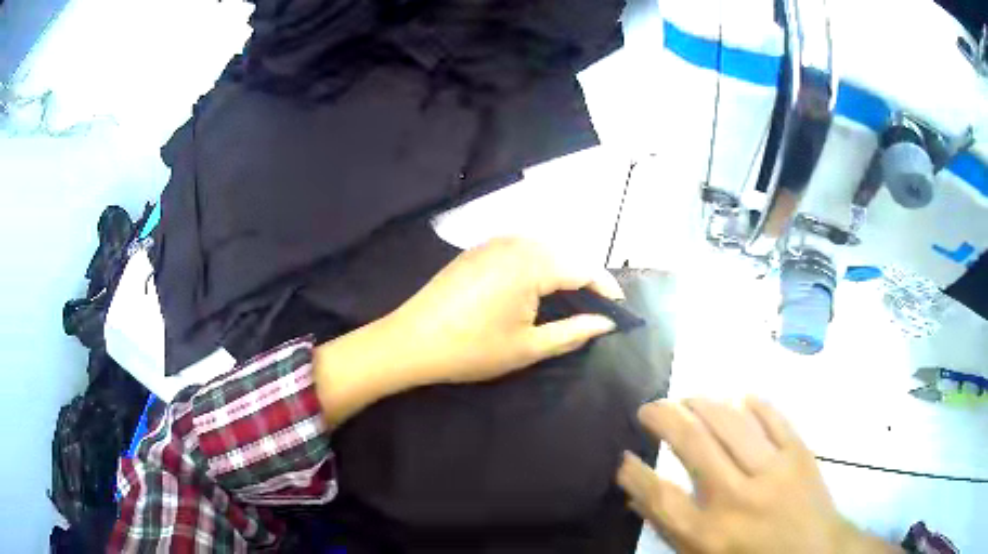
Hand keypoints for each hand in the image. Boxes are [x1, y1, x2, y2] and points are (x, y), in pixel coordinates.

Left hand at [387, 236, 622, 383]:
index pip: (584, 268)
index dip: (606, 288)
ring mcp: (492, 242)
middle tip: (597, 308)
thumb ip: (573, 332)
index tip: (619, 310)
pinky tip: (536, 286)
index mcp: (532, 264)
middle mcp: (515, 243)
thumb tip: (605, 323)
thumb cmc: (471, 349)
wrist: (410, 341)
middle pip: (565, 253)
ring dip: (562, 268)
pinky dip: (538, 263)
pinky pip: (520, 248)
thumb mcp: (528, 347)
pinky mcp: (477, 249)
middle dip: (585, 277)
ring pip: (543, 247)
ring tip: (571, 299)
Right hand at [617, 398, 901, 553]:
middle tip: (649, 407)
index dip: (635, 472)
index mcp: (709, 533)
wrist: (816, 553)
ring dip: (703, 403)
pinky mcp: (799, 453)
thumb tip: (637, 497)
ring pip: (731, 423)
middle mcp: (736, 498)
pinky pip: (773, 418)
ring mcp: (772, 471)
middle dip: (664, 419)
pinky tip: (739, 397)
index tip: (624, 455)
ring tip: (687, 397)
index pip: (660, 496)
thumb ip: (671, 528)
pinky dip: (754, 403)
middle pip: (693, 446)